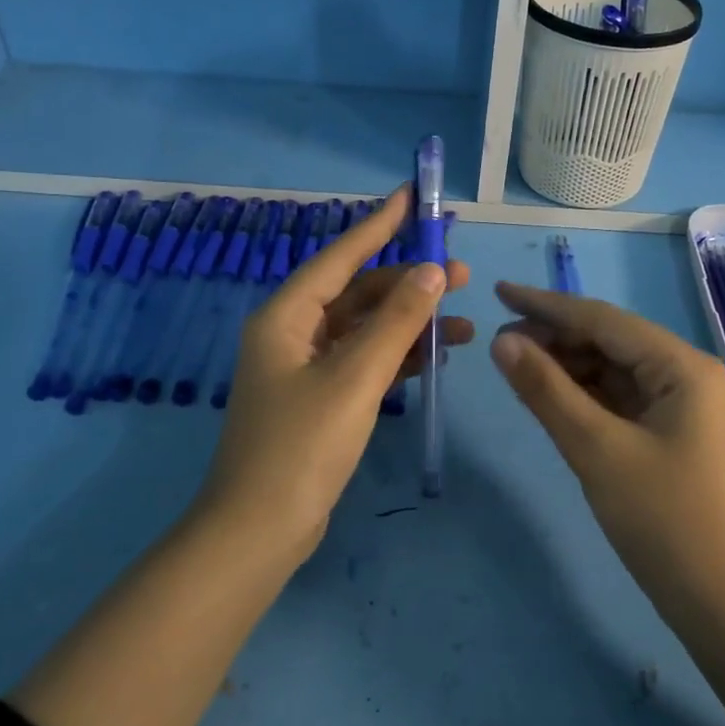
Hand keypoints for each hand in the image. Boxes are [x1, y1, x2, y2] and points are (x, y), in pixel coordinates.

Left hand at [198, 187, 472, 558]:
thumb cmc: (302, 445)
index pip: (341, 256)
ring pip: (366, 329)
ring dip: (410, 323)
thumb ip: (397, 321)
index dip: (378, 224)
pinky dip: (399, 356)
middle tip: (460, 272)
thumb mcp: (356, 376)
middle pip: (358, 292)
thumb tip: (433, 270)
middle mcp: (293, 333)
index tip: (411, 195)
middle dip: (408, 282)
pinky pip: (365, 361)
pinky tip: (437, 356)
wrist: (260, 530)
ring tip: (464, 322)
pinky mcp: (320, 398)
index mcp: (287, 316)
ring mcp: (306, 368)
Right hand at [488, 282, 724, 614]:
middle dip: (555, 338)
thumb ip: (547, 391)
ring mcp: (682, 409)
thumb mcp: (597, 451)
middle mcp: (686, 376)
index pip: (603, 320)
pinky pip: (621, 402)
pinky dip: (585, 398)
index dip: (546, 304)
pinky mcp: (673, 439)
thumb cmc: (666, 522)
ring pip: (614, 372)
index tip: (498, 291)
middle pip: (610, 342)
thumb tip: (502, 341)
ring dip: (568, 368)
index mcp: (681, 367)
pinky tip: (552, 399)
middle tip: (499, 344)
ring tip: (517, 368)